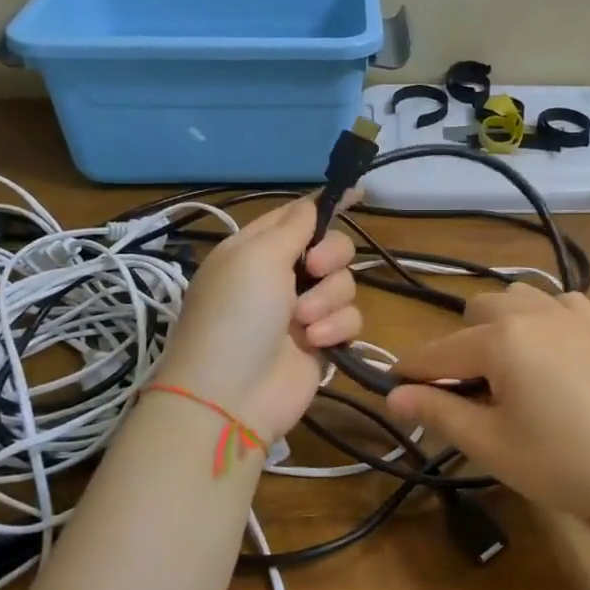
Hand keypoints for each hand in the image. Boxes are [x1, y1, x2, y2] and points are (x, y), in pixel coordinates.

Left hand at [155, 198, 360, 438]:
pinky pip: (350, 319)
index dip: (328, 204)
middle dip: (331, 256)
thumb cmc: (236, 315)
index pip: (298, 216)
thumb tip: (316, 199)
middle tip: (314, 270)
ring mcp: (303, 310)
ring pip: (345, 284)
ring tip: (302, 322)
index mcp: (257, 249)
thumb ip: (295, 225)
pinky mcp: (323, 341)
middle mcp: (281, 276)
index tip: (360, 193)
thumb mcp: (257, 257)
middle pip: (331, 247)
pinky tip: (315, 342)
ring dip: (328, 299)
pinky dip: (335, 327)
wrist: (230, 395)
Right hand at [387, 284, 589, 537]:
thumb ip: (439, 414)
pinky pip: (559, 304)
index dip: (409, 373)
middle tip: (462, 398)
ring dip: (497, 327)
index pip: (437, 352)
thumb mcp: (492, 445)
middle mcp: (531, 314)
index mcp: (499, 338)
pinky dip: (542, 318)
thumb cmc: (564, 461)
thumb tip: (393, 397)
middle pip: (475, 314)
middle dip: (458, 349)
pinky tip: (548, 350)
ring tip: (502, 373)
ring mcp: (570, 317)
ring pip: (515, 300)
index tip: (390, 390)